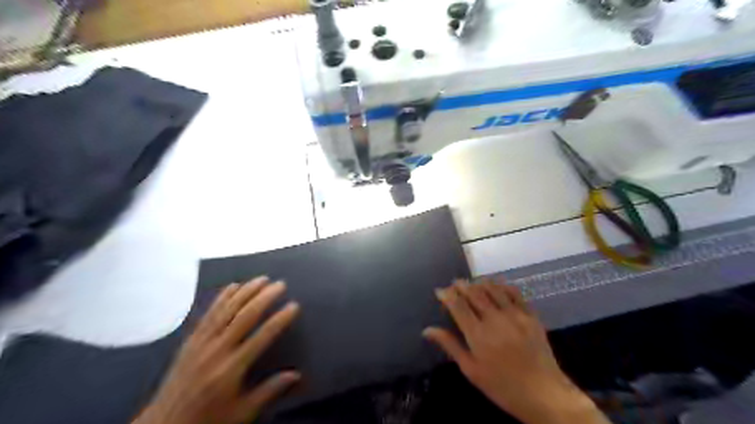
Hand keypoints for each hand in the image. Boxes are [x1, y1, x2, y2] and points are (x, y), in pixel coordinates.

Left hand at [132, 276, 300, 422]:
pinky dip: (222, 297)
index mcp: (231, 369)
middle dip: (264, 297)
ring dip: (246, 291)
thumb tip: (296, 375)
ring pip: (226, 309)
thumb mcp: (242, 412)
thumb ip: (269, 391)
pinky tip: (233, 286)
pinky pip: (208, 313)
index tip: (294, 306)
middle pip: (244, 316)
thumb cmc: (208, 419)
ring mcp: (201, 342)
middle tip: (280, 284)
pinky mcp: (191, 340)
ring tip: (262, 279)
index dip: (279, 319)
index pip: (261, 337)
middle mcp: (217, 350)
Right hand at [423, 279, 609, 421]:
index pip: (458, 305)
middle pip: (474, 293)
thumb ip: (450, 345)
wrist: (544, 394)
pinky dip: (502, 285)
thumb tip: (427, 330)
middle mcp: (495, 319)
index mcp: (478, 335)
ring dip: (479, 283)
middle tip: (454, 284)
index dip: (447, 295)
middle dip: (461, 285)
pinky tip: (495, 285)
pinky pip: (514, 293)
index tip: (439, 291)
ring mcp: (515, 315)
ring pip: (493, 289)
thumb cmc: (502, 386)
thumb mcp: (471, 370)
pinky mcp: (531, 315)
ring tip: (472, 283)